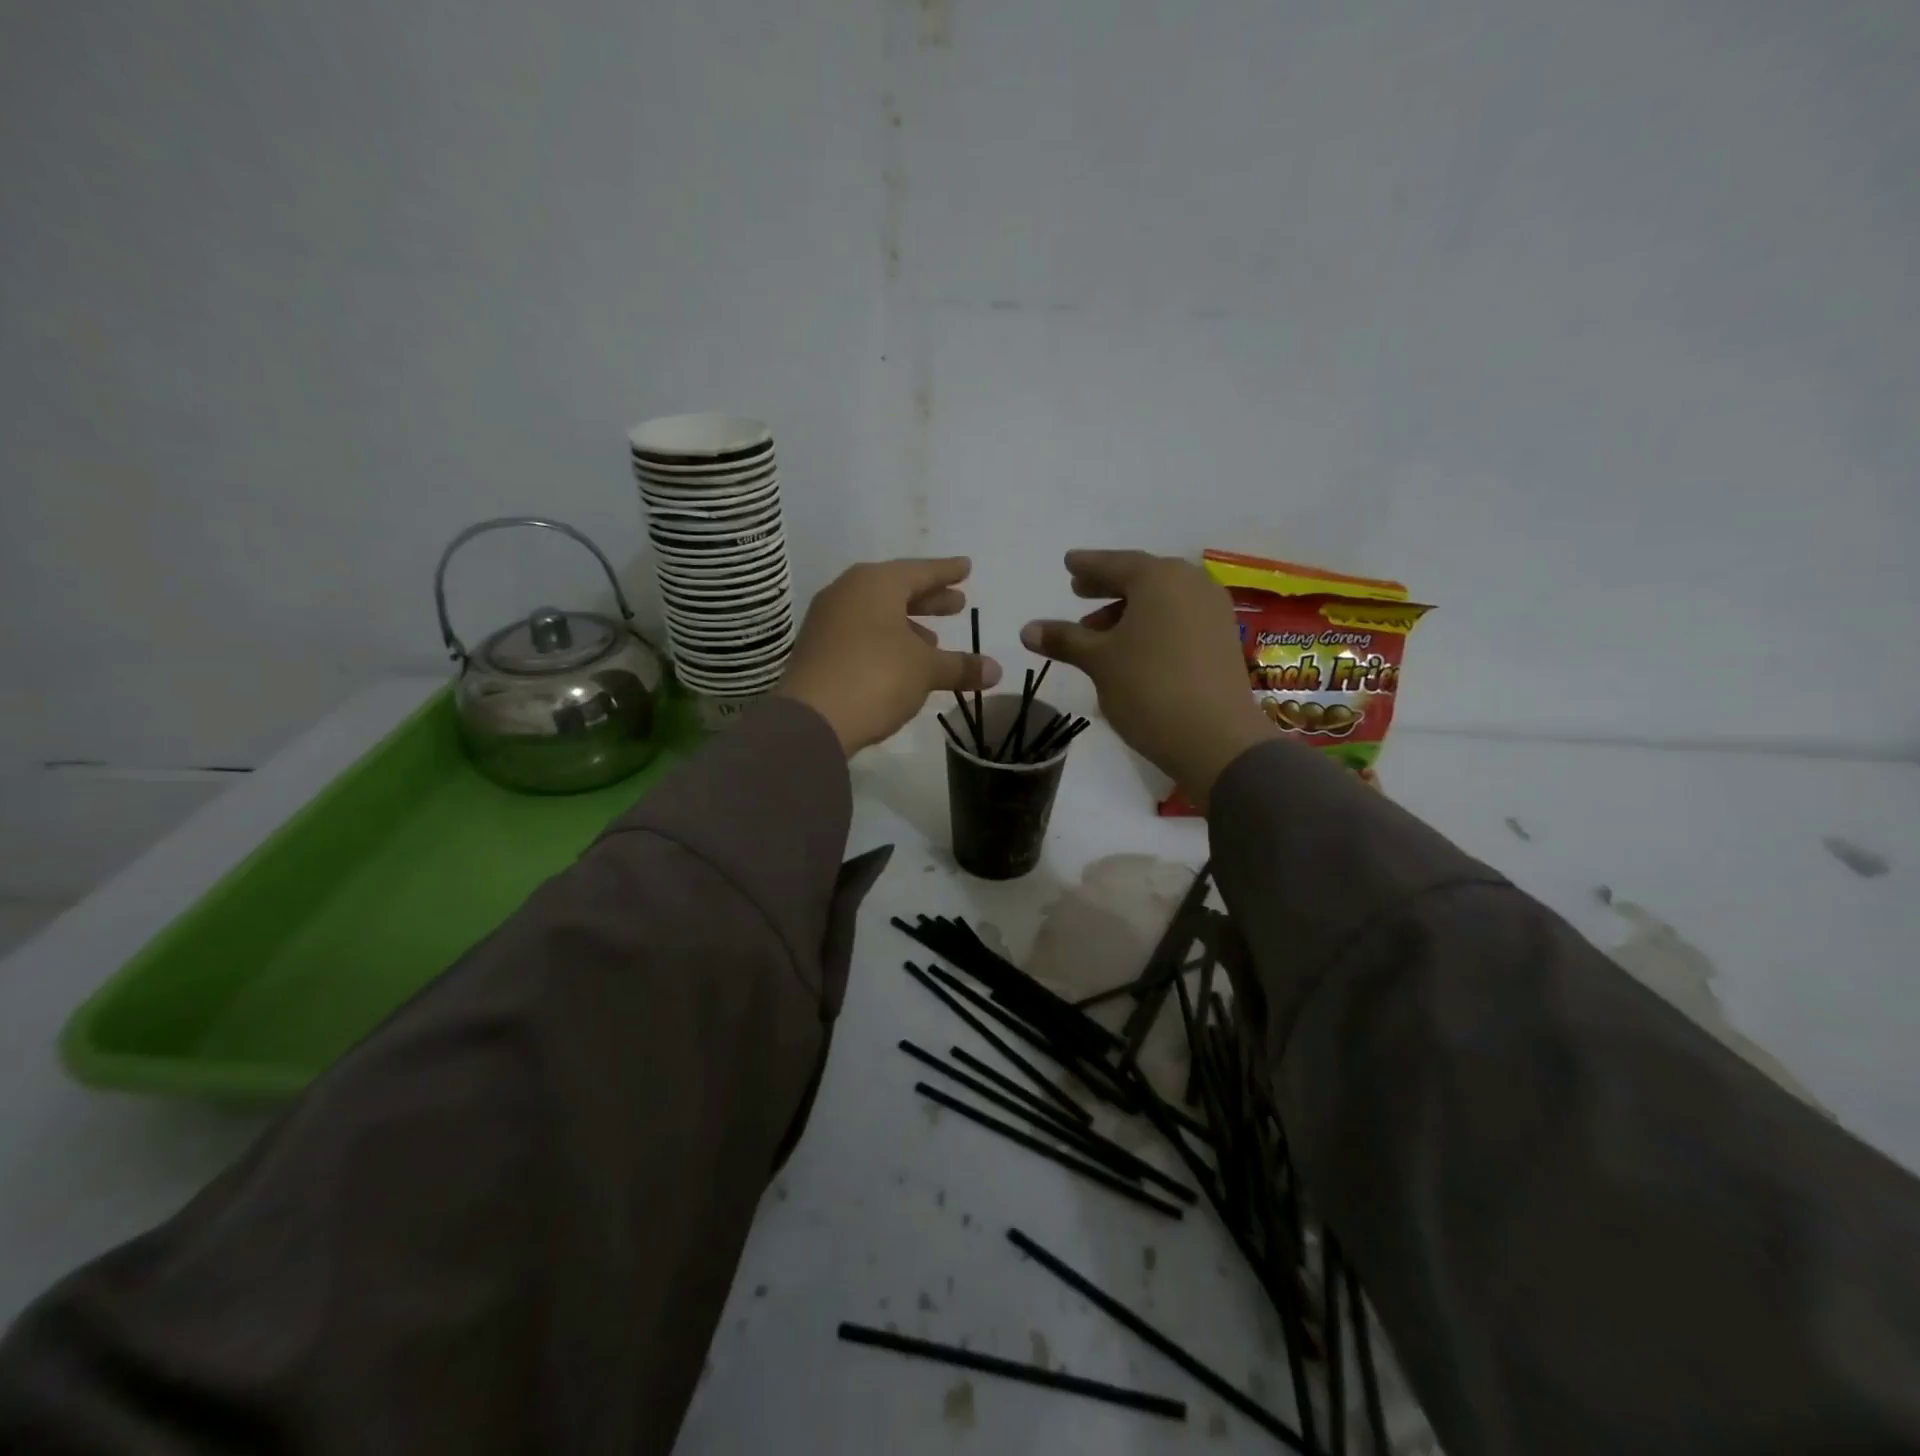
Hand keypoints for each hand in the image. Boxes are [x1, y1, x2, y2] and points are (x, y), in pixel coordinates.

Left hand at [777, 558, 1001, 754]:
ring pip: (877, 613)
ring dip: (907, 624)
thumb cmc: (876, 677)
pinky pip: (861, 633)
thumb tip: (995, 670)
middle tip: (957, 604)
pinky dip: (886, 640)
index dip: (946, 571)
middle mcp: (847, 593)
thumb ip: (960, 666)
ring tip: (934, 639)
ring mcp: (827, 621)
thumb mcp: (926, 670)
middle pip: (896, 590)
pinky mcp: (818, 650)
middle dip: (929, 599)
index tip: (966, 567)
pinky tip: (902, 661)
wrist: (811, 719)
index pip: (920, 571)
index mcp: (875, 583)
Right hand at [1022, 550, 1275, 807]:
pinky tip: (1132, 649)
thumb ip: (1064, 639)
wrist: (1216, 739)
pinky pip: (1179, 619)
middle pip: (1141, 578)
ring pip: (1161, 601)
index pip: (1114, 563)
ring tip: (1097, 631)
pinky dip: (1152, 625)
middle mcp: (1191, 584)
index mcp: (1159, 578)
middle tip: (1079, 591)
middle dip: (1108, 586)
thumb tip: (1027, 629)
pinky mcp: (1222, 639)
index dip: (1088, 565)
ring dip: (1128, 611)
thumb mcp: (1099, 661)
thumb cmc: (1149, 688)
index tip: (1069, 563)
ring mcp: (1212, 612)